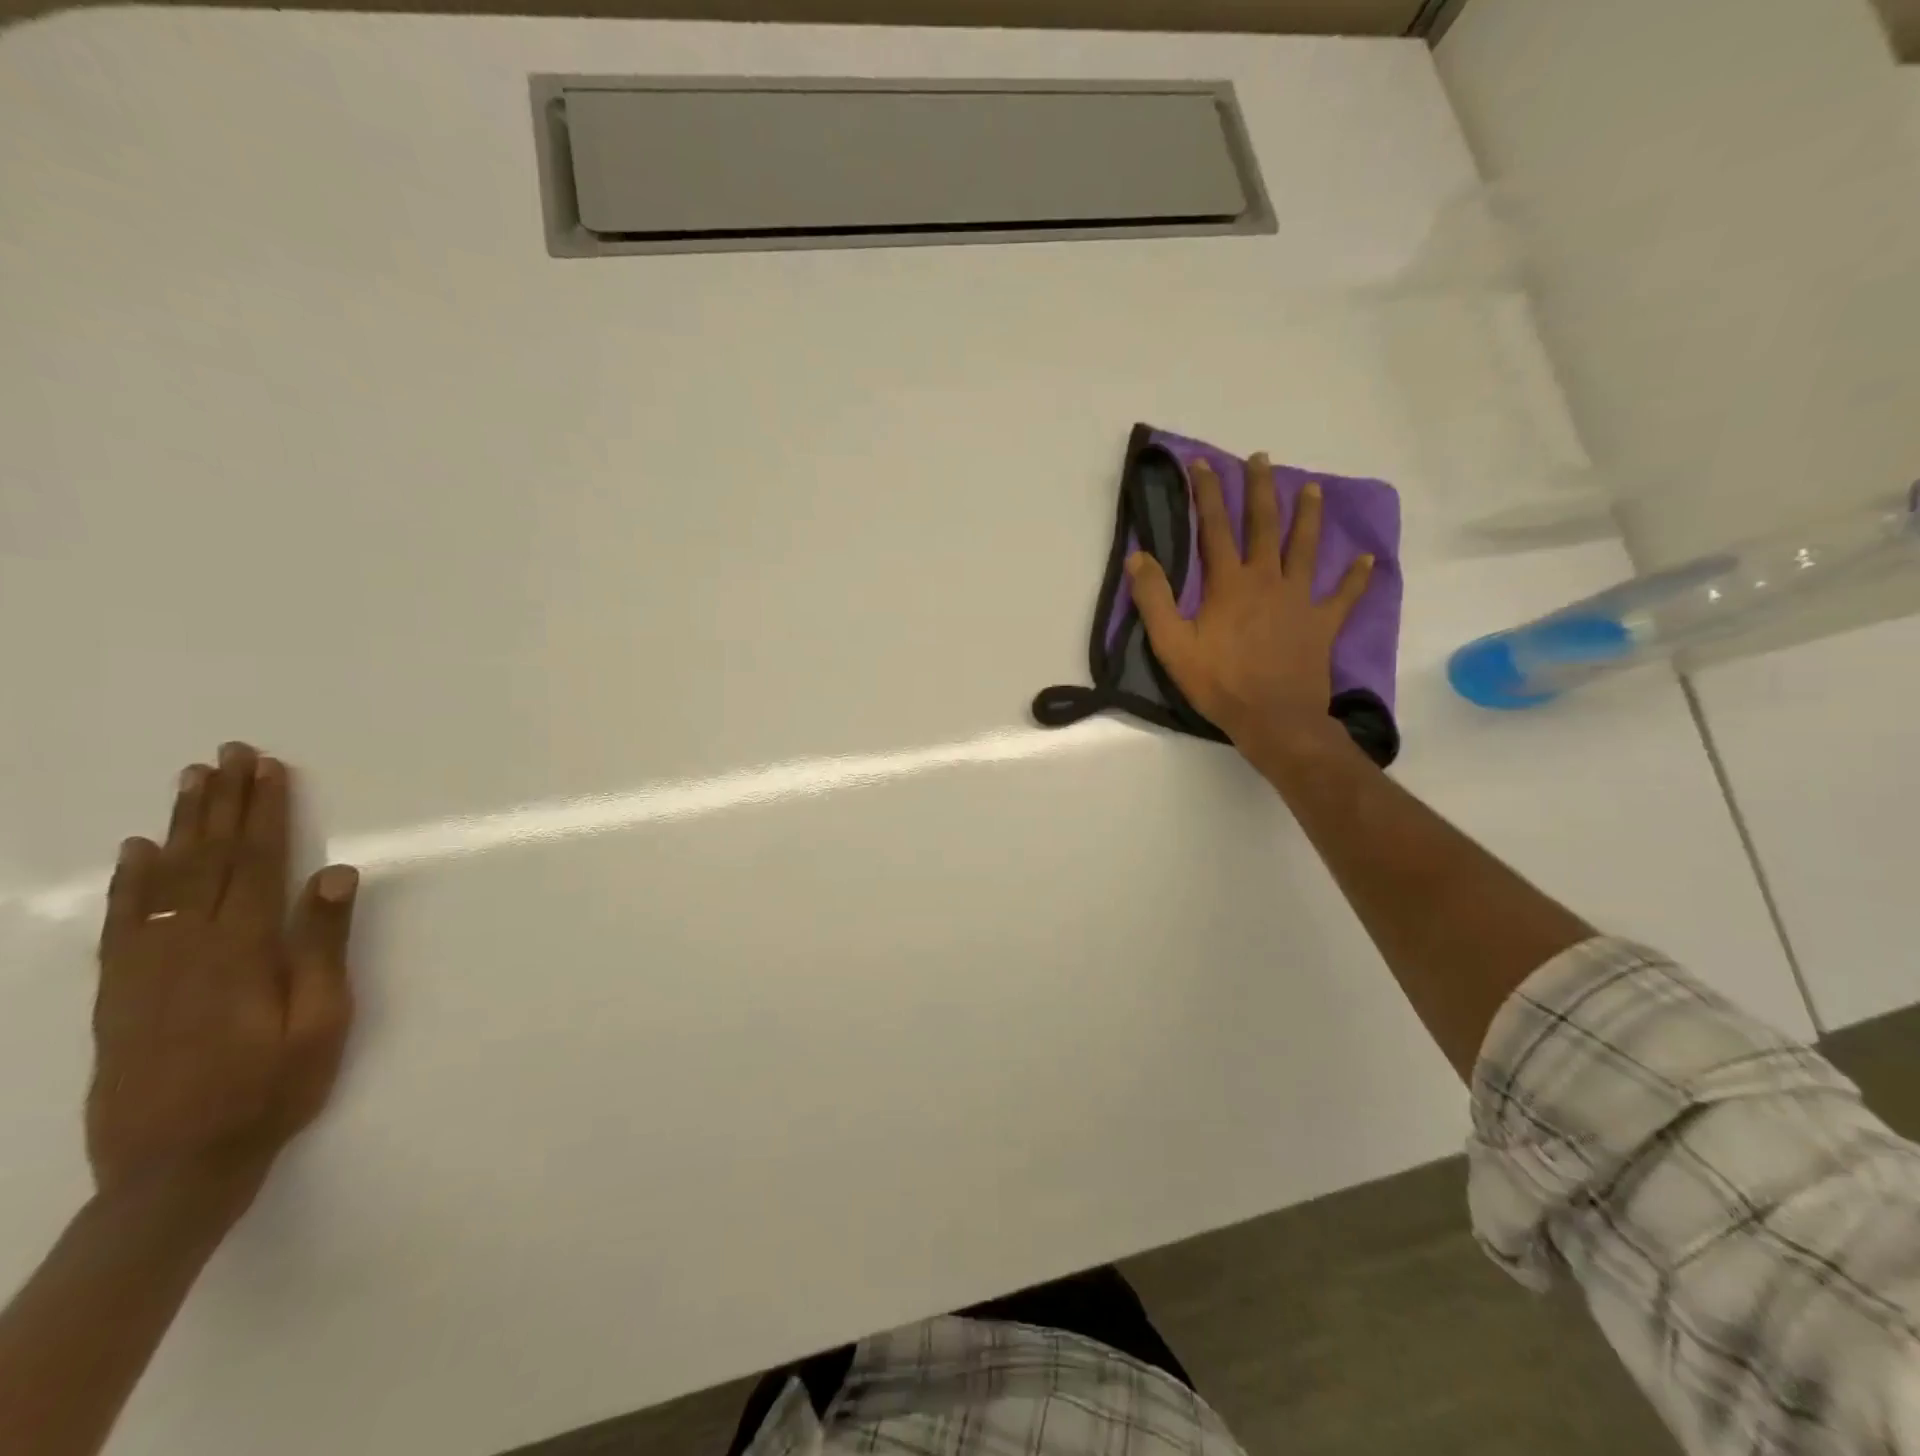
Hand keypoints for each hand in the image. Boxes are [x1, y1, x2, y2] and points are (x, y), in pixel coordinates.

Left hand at [88, 743, 358, 1215]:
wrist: (174, 1169)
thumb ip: (323, 945)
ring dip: (180, 827)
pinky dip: (131, 881)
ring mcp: (145, 969)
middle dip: (223, 803)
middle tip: (228, 754)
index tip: (270, 769)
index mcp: (244, 950)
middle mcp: (188, 947)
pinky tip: (137, 853)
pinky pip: (124, 922)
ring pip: (165, 881)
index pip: (258, 862)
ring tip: (189, 782)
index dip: (266, 812)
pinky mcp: (120, 993)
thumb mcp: (322, 1021)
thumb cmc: (272, 1089)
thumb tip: (336, 872)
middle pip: (210, 859)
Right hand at [1127, 453, 1373, 753]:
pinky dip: (1356, 577)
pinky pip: (1343, 595)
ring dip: (1307, 516)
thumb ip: (1154, 598)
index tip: (1203, 464)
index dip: (1207, 494)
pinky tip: (1367, 559)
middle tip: (1260, 459)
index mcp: (1229, 583)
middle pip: (1264, 525)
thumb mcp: (1171, 644)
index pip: (1214, 527)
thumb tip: (1138, 557)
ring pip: (1305, 548)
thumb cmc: (1218, 682)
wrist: (1273, 718)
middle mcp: (1267, 580)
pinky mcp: (1322, 623)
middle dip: (1259, 489)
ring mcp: (1299, 600)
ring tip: (1310, 488)